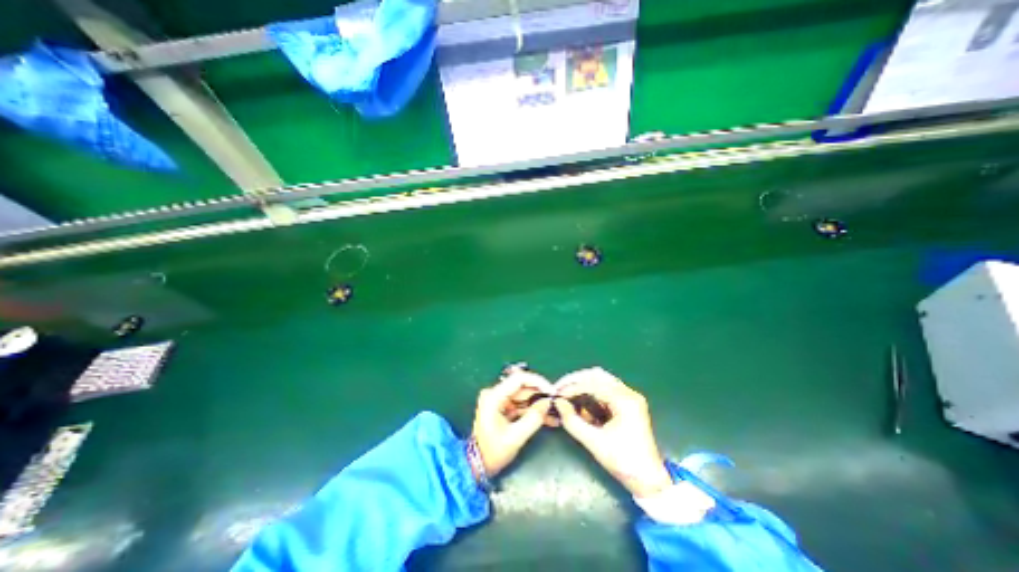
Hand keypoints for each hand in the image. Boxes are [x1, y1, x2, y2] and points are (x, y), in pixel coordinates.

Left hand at [471, 367, 553, 478]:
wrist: (477, 466)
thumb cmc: (492, 452)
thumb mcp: (515, 437)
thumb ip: (533, 418)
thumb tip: (548, 402)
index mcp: (494, 396)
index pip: (519, 379)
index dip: (538, 382)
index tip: (552, 391)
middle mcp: (495, 393)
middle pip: (523, 387)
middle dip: (541, 395)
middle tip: (557, 402)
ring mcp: (499, 400)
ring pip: (524, 396)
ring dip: (539, 404)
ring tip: (556, 412)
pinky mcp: (503, 407)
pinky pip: (521, 405)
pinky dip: (533, 410)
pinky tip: (548, 418)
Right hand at [554, 368, 673, 497]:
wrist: (649, 481)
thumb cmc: (624, 462)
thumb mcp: (595, 443)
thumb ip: (573, 422)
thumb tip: (558, 403)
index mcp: (625, 401)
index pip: (593, 384)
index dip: (572, 387)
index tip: (557, 394)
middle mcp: (628, 393)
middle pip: (597, 376)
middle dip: (576, 381)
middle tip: (560, 389)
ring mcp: (629, 397)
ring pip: (601, 380)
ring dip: (582, 385)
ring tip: (567, 394)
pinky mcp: (627, 403)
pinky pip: (605, 390)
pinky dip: (590, 393)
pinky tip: (580, 402)